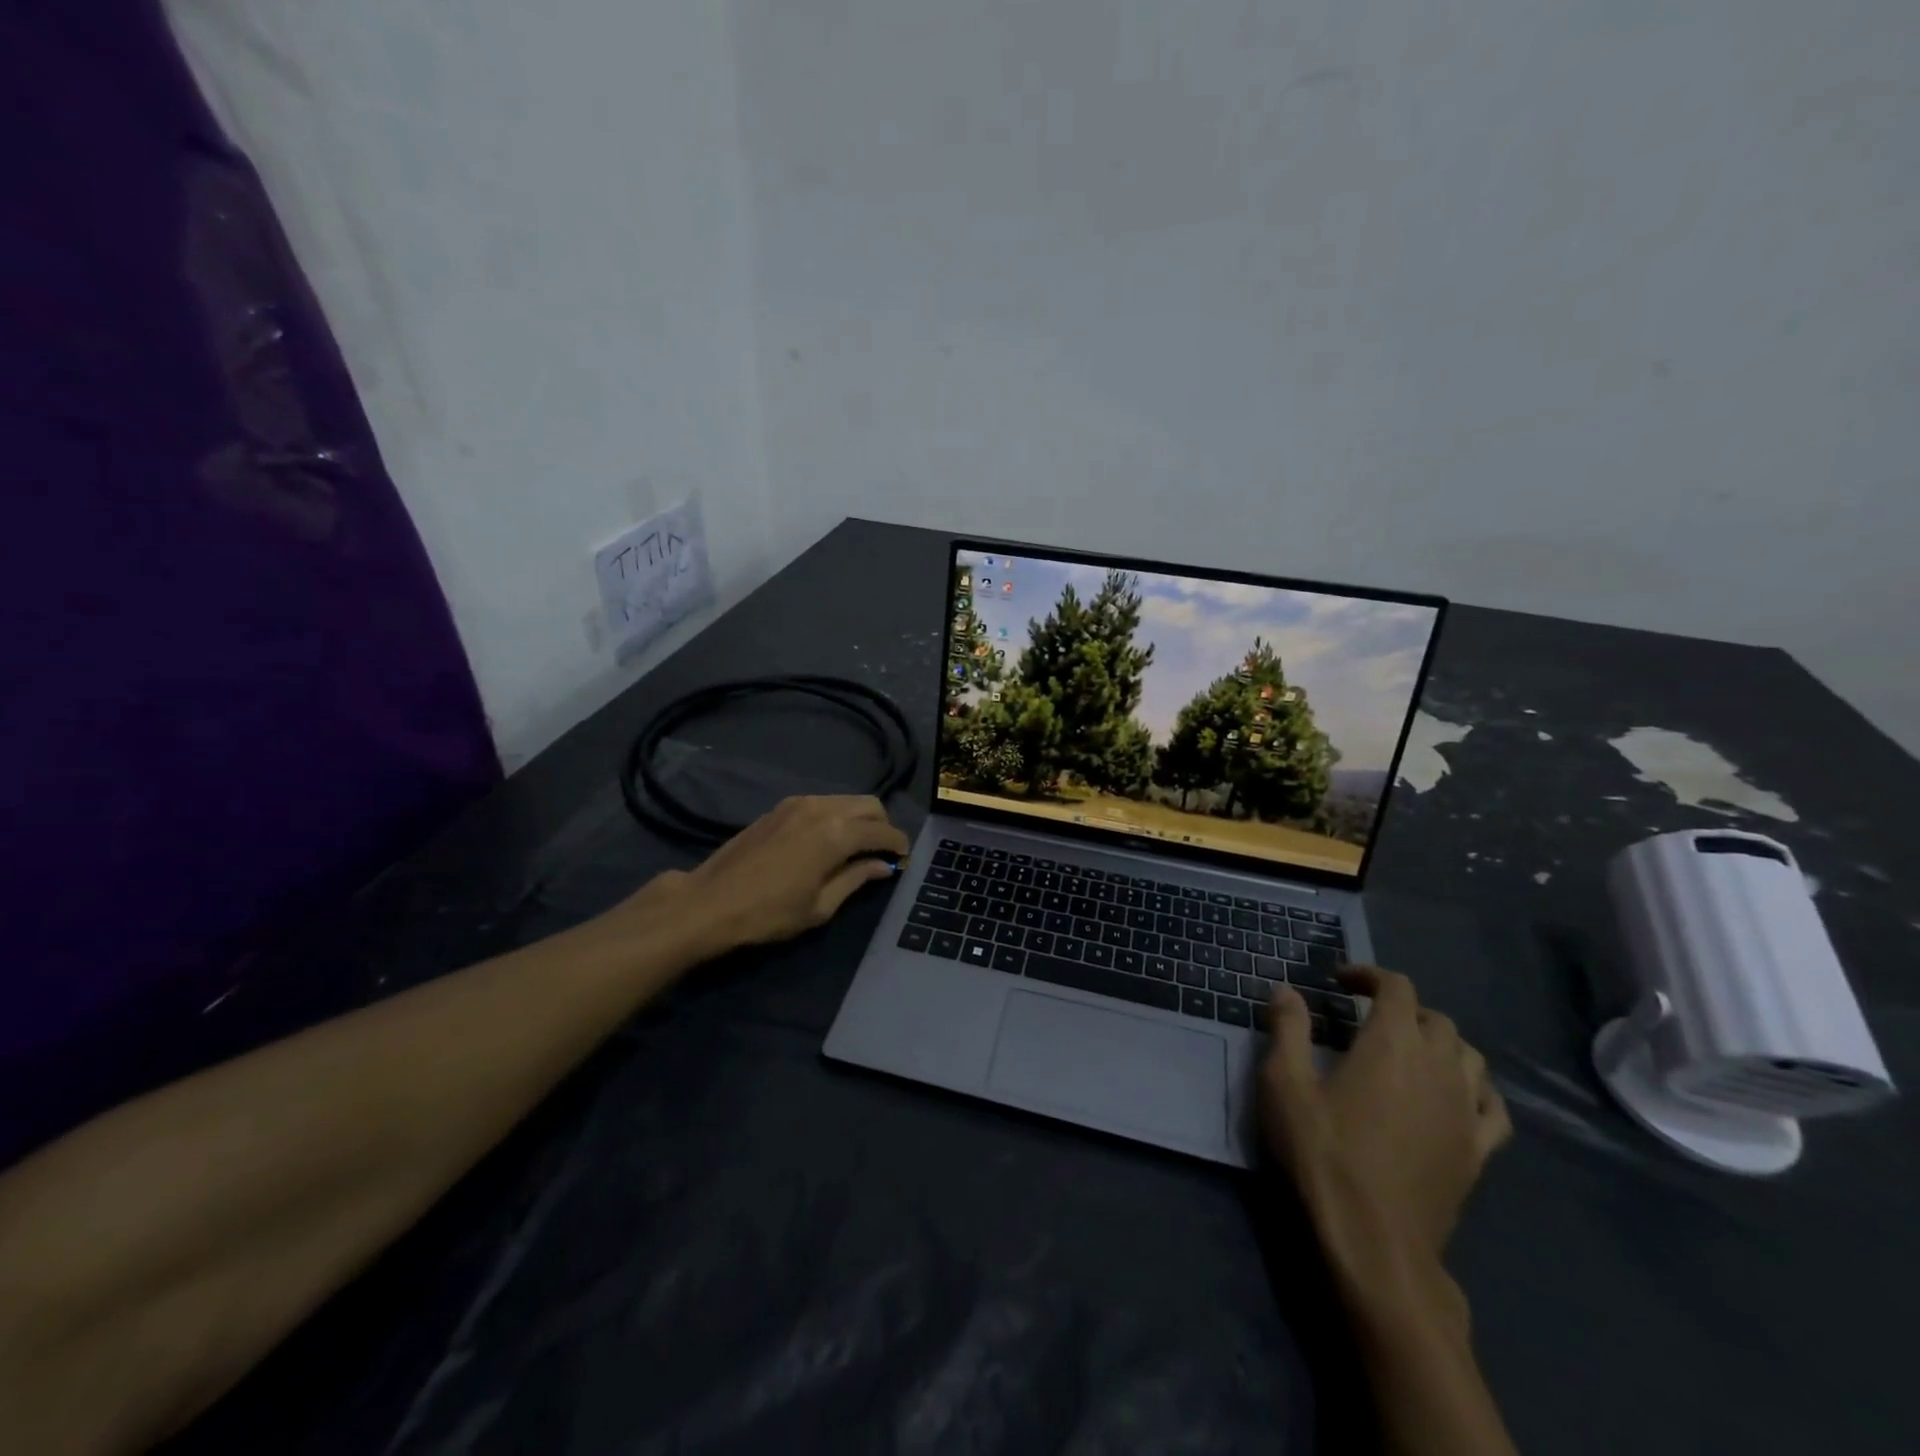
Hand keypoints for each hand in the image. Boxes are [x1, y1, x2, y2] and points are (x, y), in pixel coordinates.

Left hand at [669, 795, 909, 948]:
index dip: (899, 844)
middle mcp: (822, 808)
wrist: (710, 902)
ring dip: (860, 818)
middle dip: (883, 825)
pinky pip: (823, 802)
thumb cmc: (769, 913)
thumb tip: (883, 866)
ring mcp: (799, 803)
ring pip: (846, 800)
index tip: (904, 859)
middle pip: (869, 804)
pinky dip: (837, 815)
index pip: (882, 831)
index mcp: (836, 834)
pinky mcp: (781, 807)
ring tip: (858, 846)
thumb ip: (856, 879)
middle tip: (883, 852)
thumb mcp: (820, 906)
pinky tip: (829, 839)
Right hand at [1258, 967, 1509, 1317]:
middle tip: (1365, 1018)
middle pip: (1435, 1018)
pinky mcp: (1479, 1151)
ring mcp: (1466, 1111)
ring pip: (1469, 1056)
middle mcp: (1438, 1066)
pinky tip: (1455, 1095)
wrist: (1374, 1240)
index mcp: (1392, 1043)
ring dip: (1440, 1041)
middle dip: (1401, 1007)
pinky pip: (1493, 1107)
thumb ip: (1288, 1029)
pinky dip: (1476, 1088)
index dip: (1369, 975)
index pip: (1397, 987)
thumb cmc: (1323, 1152)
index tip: (1339, 982)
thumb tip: (1287, 990)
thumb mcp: (1285, 1084)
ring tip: (1408, 1051)